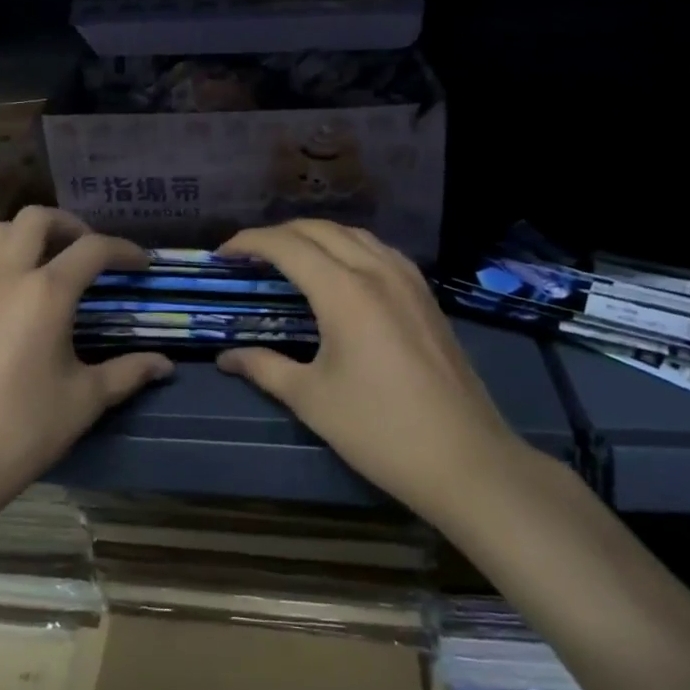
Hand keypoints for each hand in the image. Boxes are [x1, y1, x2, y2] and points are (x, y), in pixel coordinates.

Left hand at [0, 207, 171, 518]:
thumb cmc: (21, 432)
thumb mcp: (84, 402)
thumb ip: (128, 373)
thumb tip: (165, 365)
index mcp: (47, 293)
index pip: (93, 249)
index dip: (123, 249)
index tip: (140, 264)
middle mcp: (4, 275)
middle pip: (37, 219)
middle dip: (68, 225)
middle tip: (85, 251)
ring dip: (22, 236)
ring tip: (39, 262)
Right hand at [215, 221, 523, 518]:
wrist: (466, 460)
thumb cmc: (379, 430)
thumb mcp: (312, 399)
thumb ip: (264, 367)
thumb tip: (226, 358)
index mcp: (344, 291)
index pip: (287, 245)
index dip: (249, 242)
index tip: (223, 254)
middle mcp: (377, 271)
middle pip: (319, 229)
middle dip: (278, 234)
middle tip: (249, 256)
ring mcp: (408, 280)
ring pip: (353, 234)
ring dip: (315, 235)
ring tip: (288, 256)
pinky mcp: (426, 295)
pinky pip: (380, 250)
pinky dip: (348, 246)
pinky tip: (341, 270)